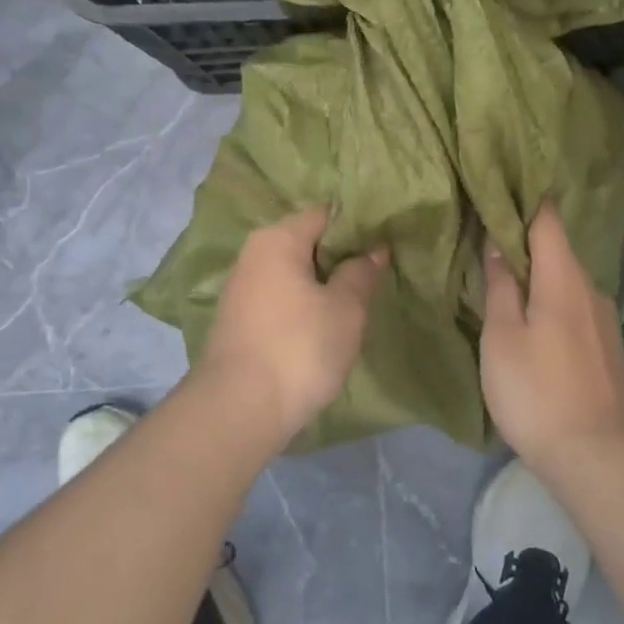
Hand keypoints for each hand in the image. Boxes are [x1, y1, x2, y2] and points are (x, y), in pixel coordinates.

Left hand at [196, 205, 387, 444]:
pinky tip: (323, 324)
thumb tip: (374, 250)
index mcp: (277, 239)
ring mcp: (241, 290)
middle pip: (305, 242)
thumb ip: (361, 273)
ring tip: (355, 299)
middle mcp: (253, 255)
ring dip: (321, 283)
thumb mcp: (345, 308)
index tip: (384, 241)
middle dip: (340, 255)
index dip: (357, 225)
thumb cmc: (299, 347)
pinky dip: (302, 304)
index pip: (324, 214)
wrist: (240, 409)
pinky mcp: (238, 322)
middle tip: (376, 272)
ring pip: (292, 273)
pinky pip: (279, 299)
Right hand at [481, 202, 623, 460]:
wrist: (592, 455)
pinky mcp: (610, 347)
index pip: (548, 220)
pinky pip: (579, 308)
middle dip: (527, 243)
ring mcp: (607, 319)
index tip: (500, 193)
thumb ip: (500, 286)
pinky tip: (539, 324)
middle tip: (490, 243)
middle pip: (559, 250)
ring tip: (510, 285)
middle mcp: (593, 289)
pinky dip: (556, 303)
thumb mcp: (501, 337)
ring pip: (569, 282)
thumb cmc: (534, 391)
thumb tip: (496, 244)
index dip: (525, 202)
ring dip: (542, 277)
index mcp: (564, 279)